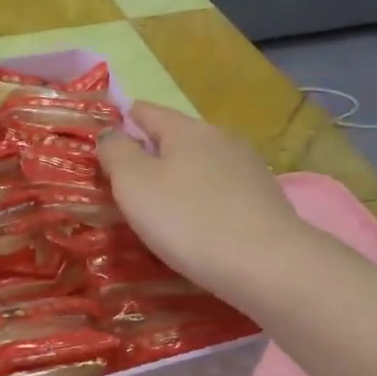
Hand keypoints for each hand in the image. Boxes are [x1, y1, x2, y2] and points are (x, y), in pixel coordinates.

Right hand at [97, 102, 304, 303]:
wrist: (267, 264)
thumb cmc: (188, 219)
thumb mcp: (134, 184)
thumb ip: (116, 152)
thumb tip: (111, 133)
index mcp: (187, 130)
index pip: (149, 111)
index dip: (125, 117)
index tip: (109, 127)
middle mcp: (221, 139)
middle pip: (178, 137)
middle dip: (153, 151)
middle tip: (128, 174)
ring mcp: (249, 169)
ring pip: (202, 164)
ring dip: (180, 176)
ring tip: (160, 200)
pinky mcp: (265, 201)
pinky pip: (221, 192)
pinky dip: (202, 199)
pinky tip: (196, 221)